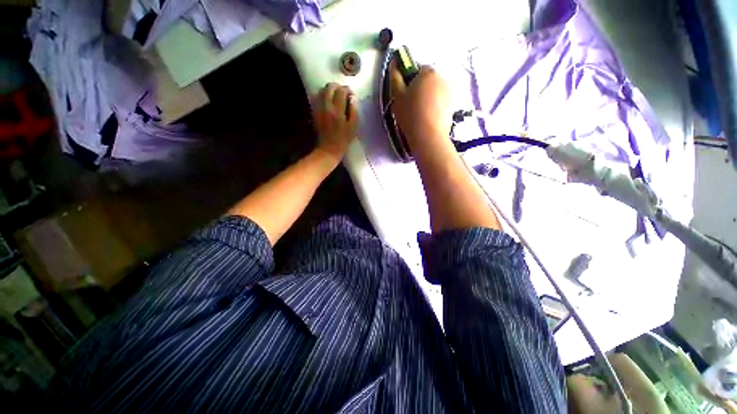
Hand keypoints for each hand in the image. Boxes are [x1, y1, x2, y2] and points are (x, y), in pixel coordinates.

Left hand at [312, 83, 357, 161]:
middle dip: (337, 87)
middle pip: (329, 87)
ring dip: (329, 90)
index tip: (351, 94)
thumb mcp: (353, 127)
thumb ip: (354, 110)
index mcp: (337, 110)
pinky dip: (322, 96)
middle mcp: (326, 107)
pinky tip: (327, 102)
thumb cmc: (343, 140)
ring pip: (321, 91)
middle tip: (343, 93)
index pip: (341, 91)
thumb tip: (353, 97)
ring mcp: (318, 109)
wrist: (329, 149)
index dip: (347, 90)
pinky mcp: (314, 112)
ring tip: (335, 96)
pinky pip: (316, 98)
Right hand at [390, 58, 451, 145]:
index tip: (406, 96)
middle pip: (428, 81)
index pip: (418, 70)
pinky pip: (441, 102)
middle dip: (420, 90)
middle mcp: (442, 78)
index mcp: (428, 72)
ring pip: (435, 92)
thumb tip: (395, 61)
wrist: (428, 136)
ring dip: (428, 99)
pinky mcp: (453, 106)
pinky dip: (435, 107)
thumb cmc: (410, 115)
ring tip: (420, 115)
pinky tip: (428, 119)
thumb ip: (395, 76)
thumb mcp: (397, 95)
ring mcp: (450, 92)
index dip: (410, 82)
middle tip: (412, 107)